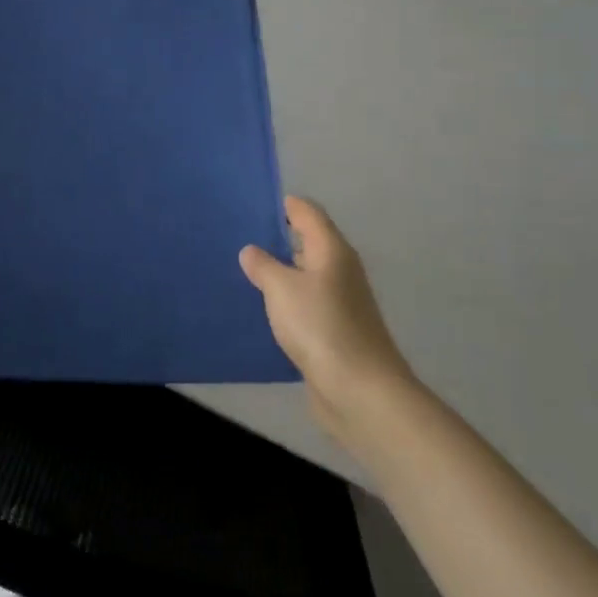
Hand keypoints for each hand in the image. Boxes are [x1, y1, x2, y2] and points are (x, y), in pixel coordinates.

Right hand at [241, 196, 414, 441]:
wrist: (361, 392)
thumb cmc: (321, 327)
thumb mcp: (282, 288)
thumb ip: (263, 265)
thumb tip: (252, 251)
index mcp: (332, 250)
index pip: (306, 212)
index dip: (281, 204)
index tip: (249, 204)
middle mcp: (339, 270)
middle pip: (306, 242)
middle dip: (274, 239)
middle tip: (236, 237)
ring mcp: (339, 303)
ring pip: (303, 276)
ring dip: (278, 273)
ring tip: (241, 272)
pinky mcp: (334, 332)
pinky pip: (304, 306)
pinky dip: (284, 303)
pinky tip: (260, 310)